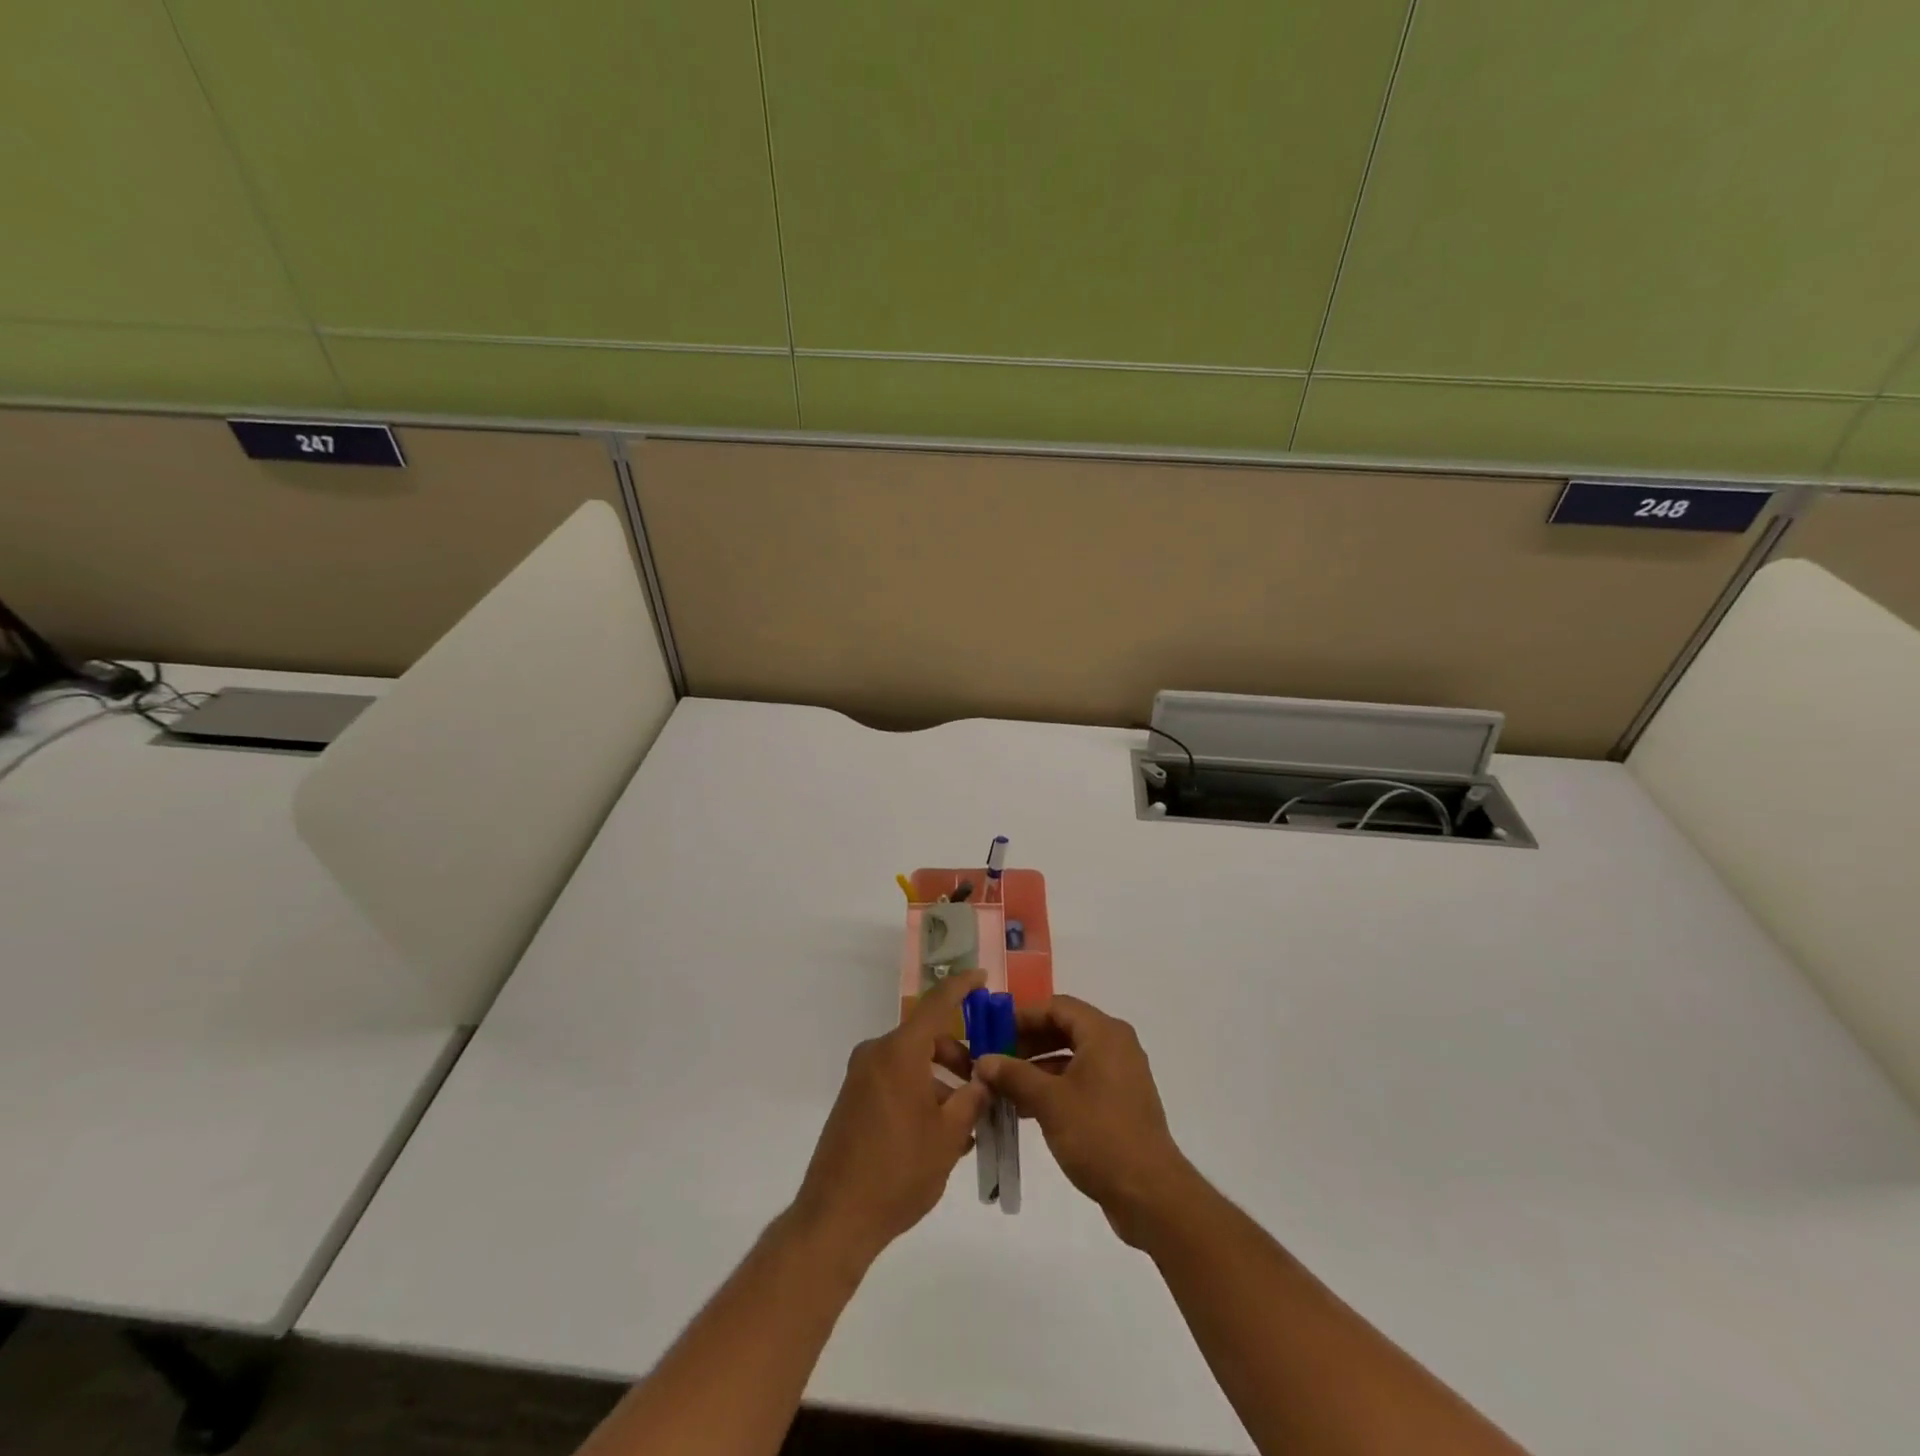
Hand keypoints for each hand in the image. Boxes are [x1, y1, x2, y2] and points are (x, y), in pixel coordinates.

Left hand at [790, 971, 990, 1269]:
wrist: (836, 1218)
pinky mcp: (853, 1101)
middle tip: (982, 1085)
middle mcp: (876, 1055)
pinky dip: (919, 1094)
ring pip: (911, 1064)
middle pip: (925, 1039)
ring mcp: (860, 1078)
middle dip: (958, 1056)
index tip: (982, 977)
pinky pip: (894, 1082)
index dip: (961, 987)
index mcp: (899, 1052)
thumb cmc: (899, 1170)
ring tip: (966, 1124)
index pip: (936, 1004)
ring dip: (940, 1082)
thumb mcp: (949, 1136)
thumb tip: (983, 1079)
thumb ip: (971, 1099)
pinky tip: (939, 1134)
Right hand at [975, 995, 1195, 1246]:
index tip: (993, 1032)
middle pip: (1064, 1029)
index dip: (1022, 1016)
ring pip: (1071, 1057)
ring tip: (1004, 1087)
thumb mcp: (1049, 1102)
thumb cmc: (1099, 1135)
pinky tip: (1027, 1109)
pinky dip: (1054, 1087)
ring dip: (1037, 1068)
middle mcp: (1115, 1045)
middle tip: (995, 1059)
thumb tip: (983, 1060)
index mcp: (1104, 1033)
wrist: (1150, 1193)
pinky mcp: (1120, 1102)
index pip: (1056, 1006)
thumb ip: (1014, 1075)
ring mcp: (1120, 1074)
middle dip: (1027, 1042)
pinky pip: (1081, 1080)